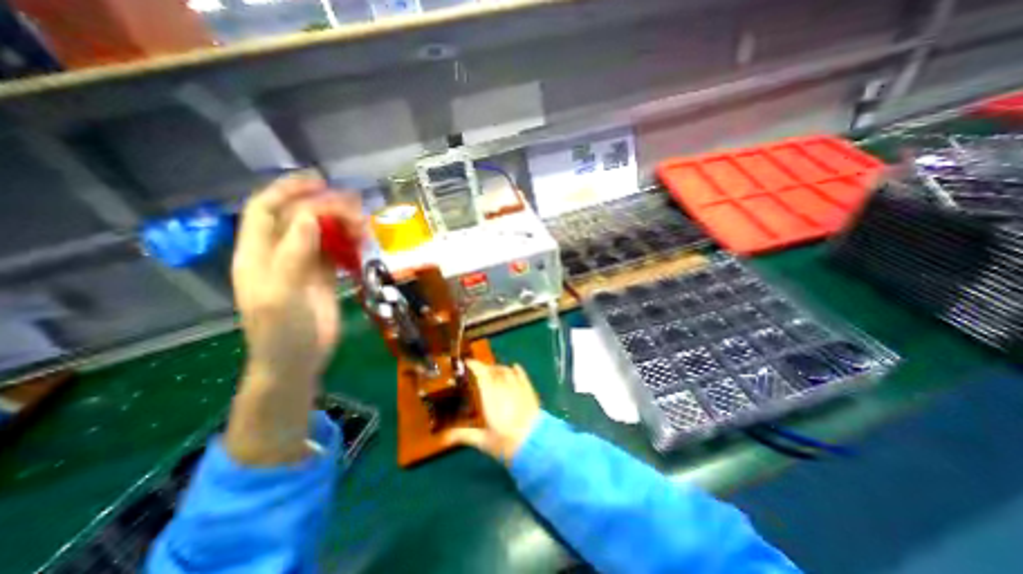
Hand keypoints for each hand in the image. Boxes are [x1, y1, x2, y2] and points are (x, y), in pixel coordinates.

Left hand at [232, 174, 362, 386]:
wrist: (297, 361)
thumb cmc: (282, 331)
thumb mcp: (282, 293)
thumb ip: (294, 254)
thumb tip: (310, 216)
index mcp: (258, 254)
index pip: (266, 209)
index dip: (289, 191)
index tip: (321, 182)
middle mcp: (279, 253)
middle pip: (299, 217)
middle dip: (324, 206)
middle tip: (355, 206)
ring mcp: (304, 264)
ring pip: (321, 233)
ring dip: (341, 224)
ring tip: (364, 225)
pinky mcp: (324, 276)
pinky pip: (336, 251)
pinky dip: (350, 242)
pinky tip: (364, 242)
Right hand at [449, 364, 543, 464]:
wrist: (535, 444)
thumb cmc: (506, 443)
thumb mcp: (483, 441)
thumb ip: (463, 435)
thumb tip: (443, 437)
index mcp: (490, 396)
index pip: (481, 374)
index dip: (474, 365)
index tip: (467, 362)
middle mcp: (503, 387)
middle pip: (493, 370)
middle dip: (484, 368)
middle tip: (478, 372)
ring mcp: (518, 387)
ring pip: (506, 370)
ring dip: (498, 368)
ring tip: (493, 372)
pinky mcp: (529, 390)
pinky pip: (521, 374)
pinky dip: (516, 369)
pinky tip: (513, 367)